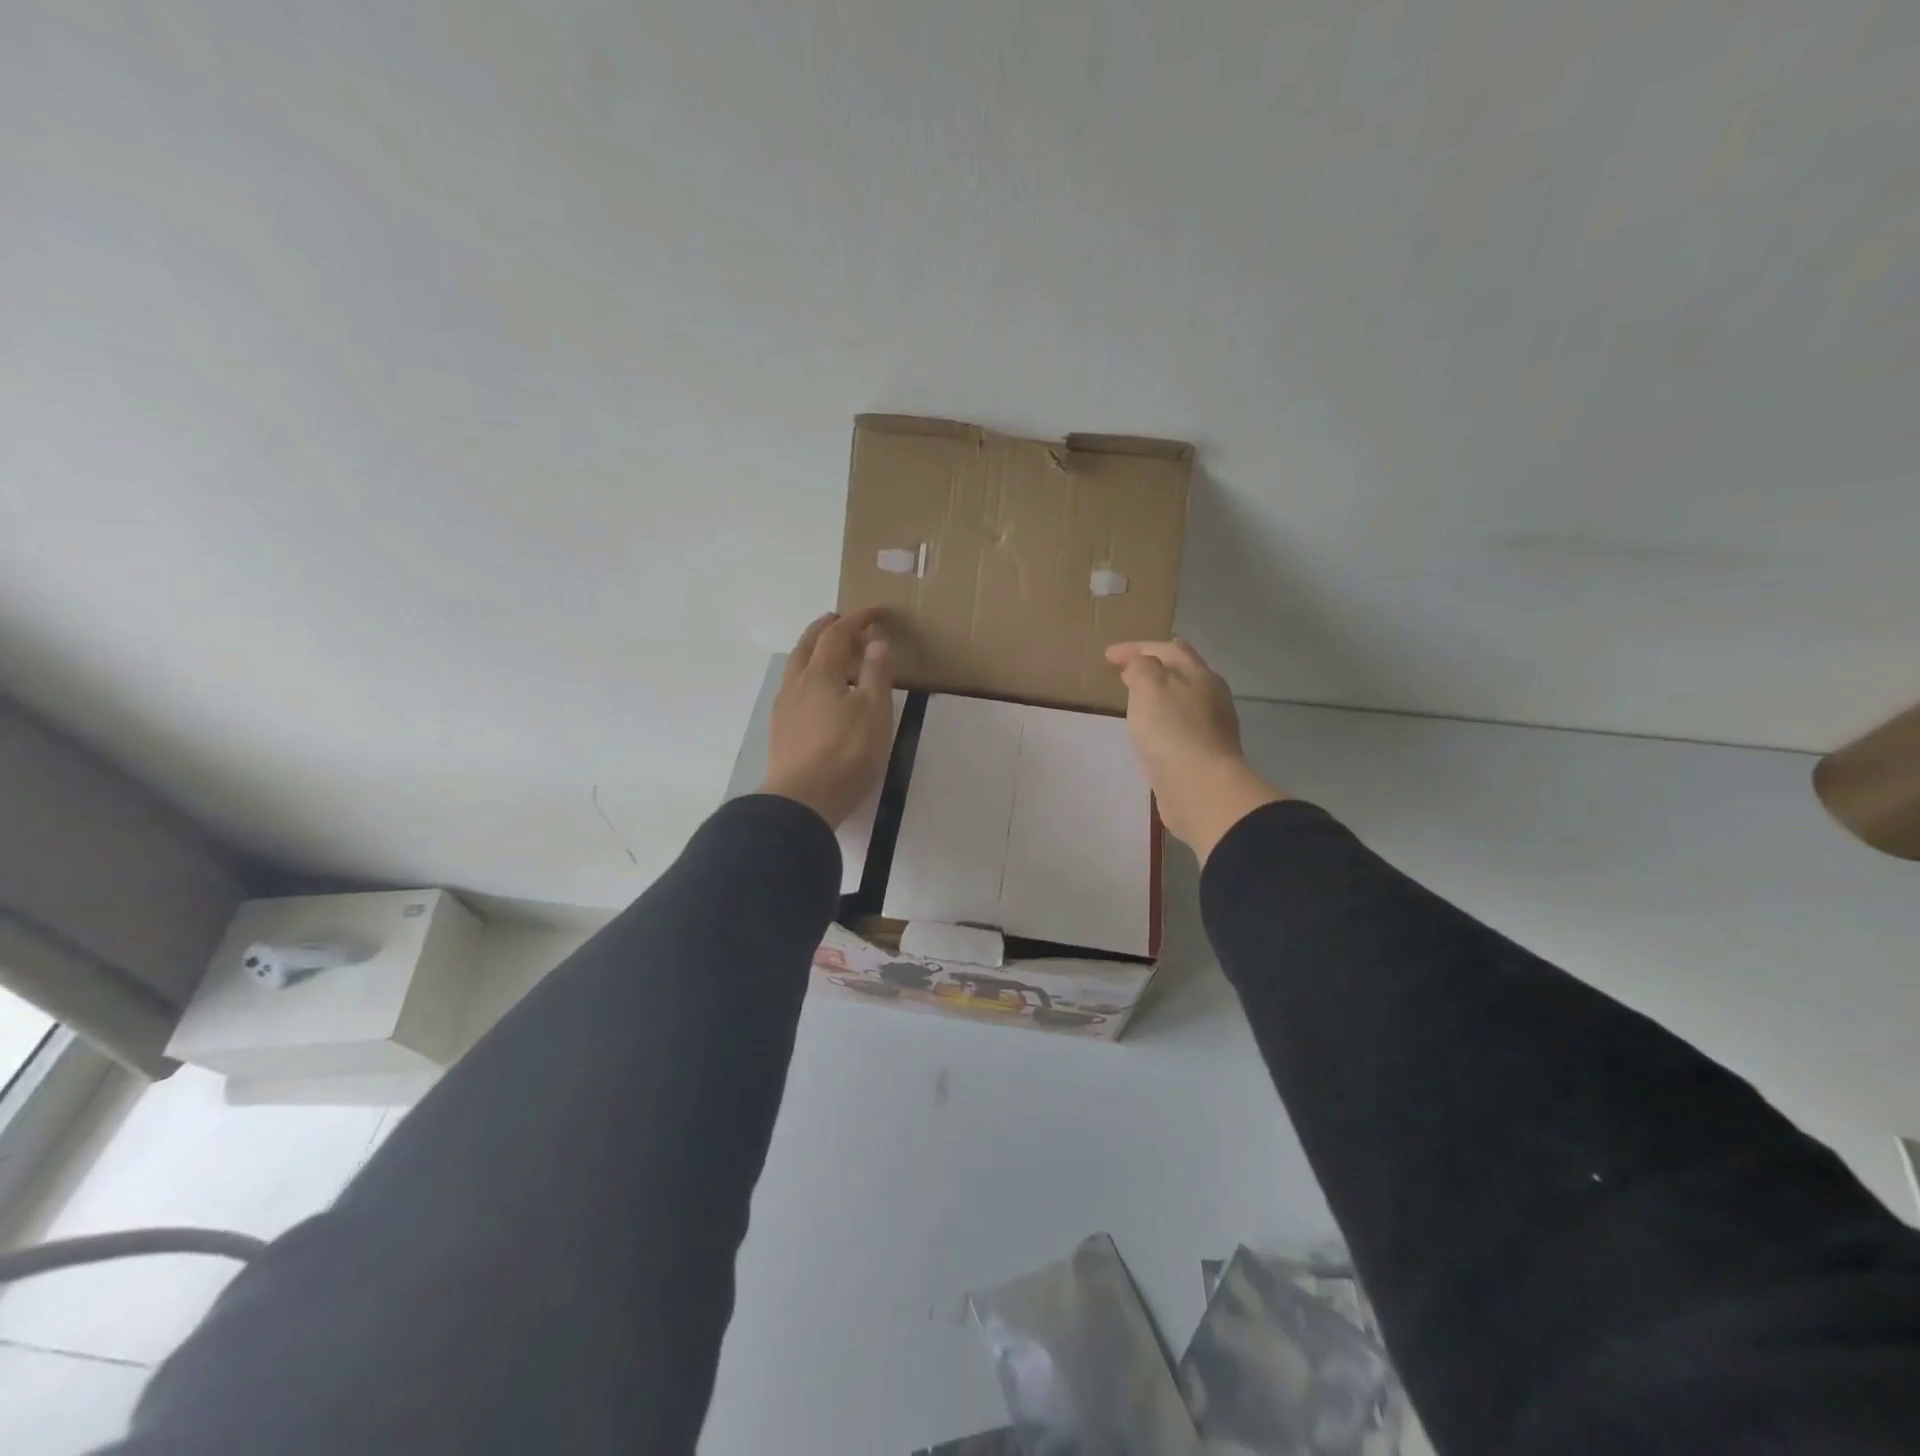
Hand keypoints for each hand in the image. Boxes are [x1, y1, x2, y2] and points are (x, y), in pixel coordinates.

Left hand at [762, 610, 894, 828]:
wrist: (803, 800)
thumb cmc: (847, 753)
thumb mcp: (874, 711)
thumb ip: (875, 673)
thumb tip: (876, 641)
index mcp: (820, 673)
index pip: (837, 635)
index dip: (856, 620)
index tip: (874, 613)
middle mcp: (796, 684)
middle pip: (807, 646)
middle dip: (824, 629)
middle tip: (838, 621)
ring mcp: (783, 709)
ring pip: (796, 669)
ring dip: (812, 653)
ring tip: (828, 656)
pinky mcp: (780, 732)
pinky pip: (793, 691)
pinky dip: (807, 678)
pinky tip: (815, 696)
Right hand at [1104, 638, 1283, 862]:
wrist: (1200, 787)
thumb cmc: (1172, 730)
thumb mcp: (1149, 686)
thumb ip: (1142, 667)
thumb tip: (1142, 663)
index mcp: (1200, 674)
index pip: (1167, 648)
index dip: (1136, 647)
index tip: (1108, 656)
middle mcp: (1211, 696)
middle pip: (1181, 672)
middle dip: (1153, 667)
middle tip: (1124, 672)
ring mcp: (1211, 727)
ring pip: (1182, 699)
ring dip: (1159, 694)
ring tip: (1135, 698)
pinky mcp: (1204, 754)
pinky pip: (1180, 725)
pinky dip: (1163, 718)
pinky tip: (1150, 730)